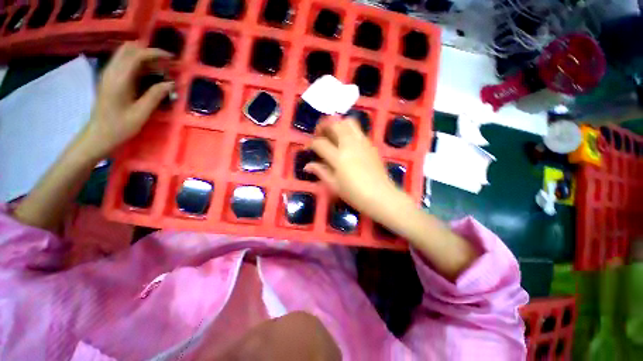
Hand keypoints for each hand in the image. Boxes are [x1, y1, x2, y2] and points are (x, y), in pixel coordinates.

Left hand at [79, 42, 173, 159]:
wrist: (99, 135)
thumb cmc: (120, 126)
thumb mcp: (141, 113)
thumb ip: (156, 95)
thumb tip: (171, 83)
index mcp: (119, 79)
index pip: (137, 55)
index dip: (155, 53)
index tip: (171, 58)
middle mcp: (112, 72)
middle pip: (129, 49)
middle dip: (148, 52)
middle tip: (165, 63)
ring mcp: (108, 74)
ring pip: (125, 54)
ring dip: (143, 57)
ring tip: (159, 68)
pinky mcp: (109, 79)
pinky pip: (123, 63)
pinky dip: (137, 63)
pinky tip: (147, 74)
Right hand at [306, 116, 400, 218]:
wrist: (381, 196)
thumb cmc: (355, 194)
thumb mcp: (334, 185)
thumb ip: (320, 172)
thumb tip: (307, 166)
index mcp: (338, 157)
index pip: (320, 143)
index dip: (312, 144)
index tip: (310, 148)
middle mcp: (350, 145)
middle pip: (334, 124)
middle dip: (323, 125)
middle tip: (320, 134)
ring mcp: (362, 142)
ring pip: (348, 122)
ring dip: (337, 124)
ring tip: (333, 133)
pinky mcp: (370, 144)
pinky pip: (358, 130)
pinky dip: (348, 130)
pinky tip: (346, 141)